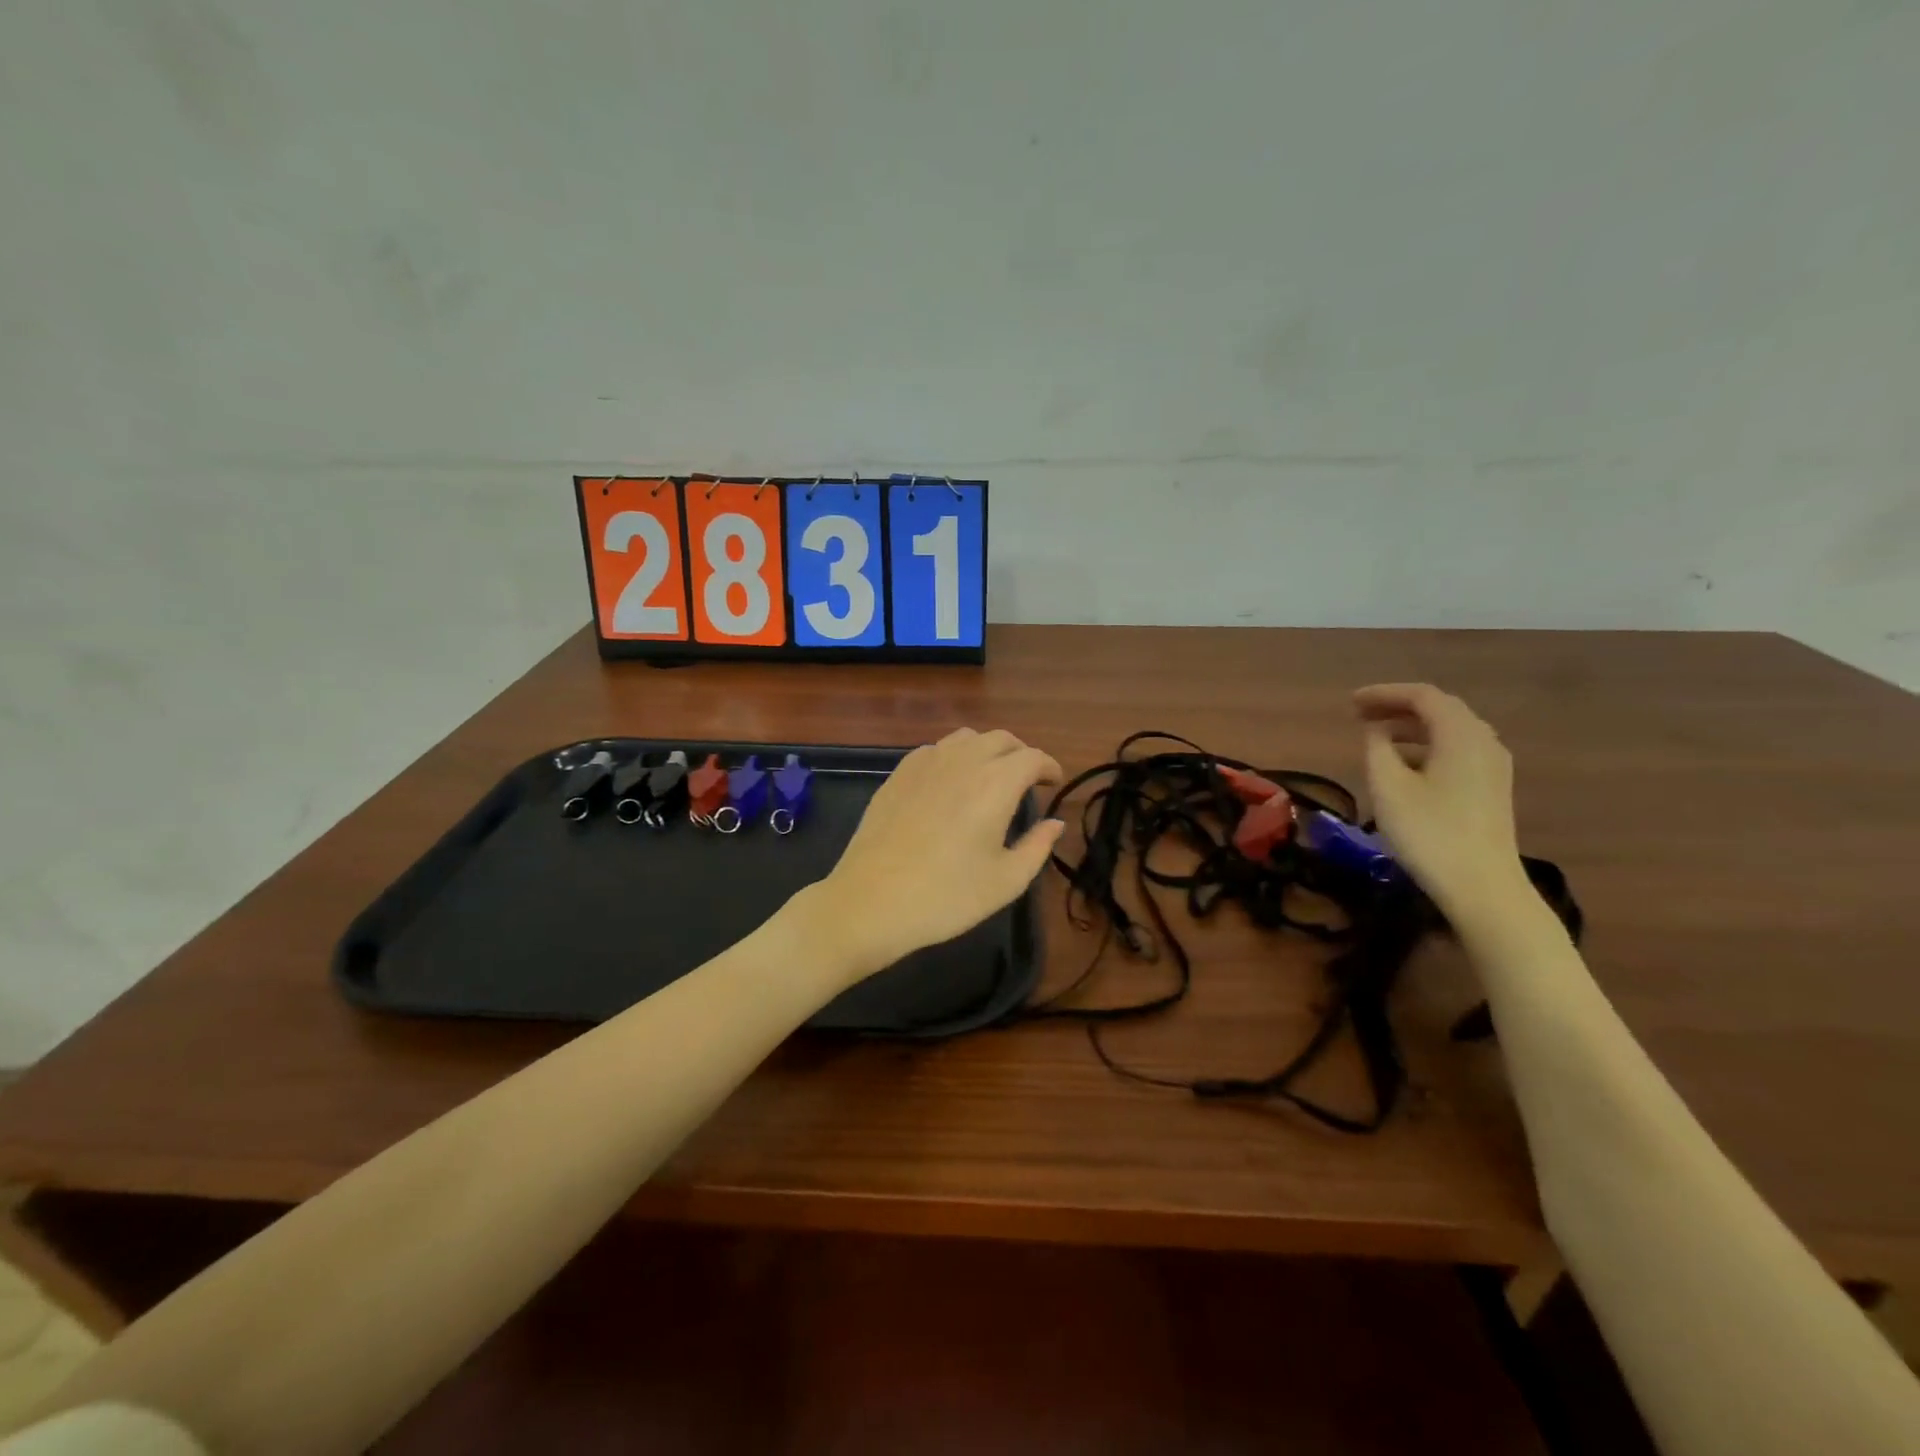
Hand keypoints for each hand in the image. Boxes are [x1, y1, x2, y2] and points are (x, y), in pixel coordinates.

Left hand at [804, 728, 1064, 980]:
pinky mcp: (897, 774)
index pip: (1032, 757)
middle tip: (1027, 780)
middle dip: (1020, 754)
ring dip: (986, 750)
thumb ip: (1038, 846)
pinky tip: (949, 782)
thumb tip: (1054, 822)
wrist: (872, 902)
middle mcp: (962, 761)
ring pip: (965, 738)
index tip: (1054, 782)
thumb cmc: (947, 896)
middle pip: (1000, 739)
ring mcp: (925, 763)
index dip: (1049, 766)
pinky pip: (934, 750)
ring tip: (990, 777)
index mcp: (995, 783)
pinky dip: (953, 757)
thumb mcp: (1006, 881)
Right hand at [1355, 683, 1530, 917]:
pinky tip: (1404, 764)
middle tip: (1360, 715)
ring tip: (1376, 737)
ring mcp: (1493, 766)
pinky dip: (1426, 745)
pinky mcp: (1491, 788)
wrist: (1482, 887)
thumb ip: (1377, 749)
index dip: (1383, 693)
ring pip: (1450, 730)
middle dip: (1397, 707)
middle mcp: (1484, 741)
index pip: (1422, 696)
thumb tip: (1376, 731)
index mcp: (1461, 735)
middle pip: (1440, 709)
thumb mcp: (1388, 787)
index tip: (1350, 703)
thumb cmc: (1429, 832)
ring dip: (1411, 727)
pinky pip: (1457, 750)